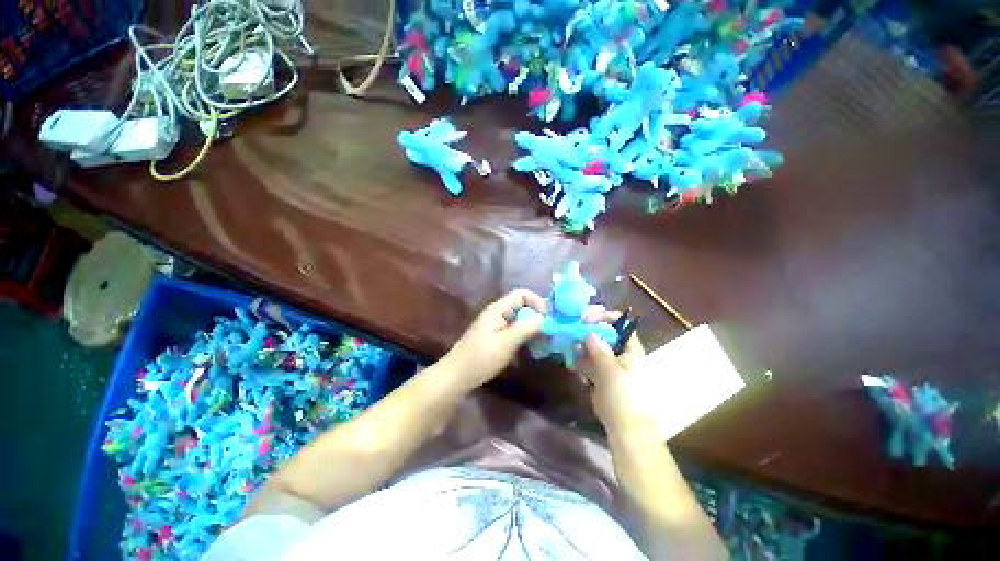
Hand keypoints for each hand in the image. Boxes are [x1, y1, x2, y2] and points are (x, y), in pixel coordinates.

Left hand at [441, 289, 546, 391]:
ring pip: (520, 320)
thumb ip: (526, 327)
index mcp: (498, 309)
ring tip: (546, 341)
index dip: (536, 302)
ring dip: (533, 328)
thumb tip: (544, 317)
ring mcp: (497, 326)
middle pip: (522, 307)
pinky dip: (526, 337)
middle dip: (537, 316)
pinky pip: (515, 332)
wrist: (457, 376)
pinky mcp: (497, 338)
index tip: (547, 318)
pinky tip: (534, 348)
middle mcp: (498, 314)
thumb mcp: (506, 342)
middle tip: (551, 332)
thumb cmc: (481, 357)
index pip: (521, 294)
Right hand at [581, 314, 649, 432]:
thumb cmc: (624, 399)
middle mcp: (621, 355)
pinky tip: (571, 363)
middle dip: (588, 332)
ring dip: (581, 347)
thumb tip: (589, 332)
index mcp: (631, 351)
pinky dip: (580, 361)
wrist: (625, 430)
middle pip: (604, 336)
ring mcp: (610, 366)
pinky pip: (588, 363)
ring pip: (594, 349)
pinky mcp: (600, 377)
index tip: (586, 319)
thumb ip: (600, 351)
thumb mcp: (612, 373)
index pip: (621, 325)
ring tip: (569, 347)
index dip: (605, 319)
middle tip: (572, 332)